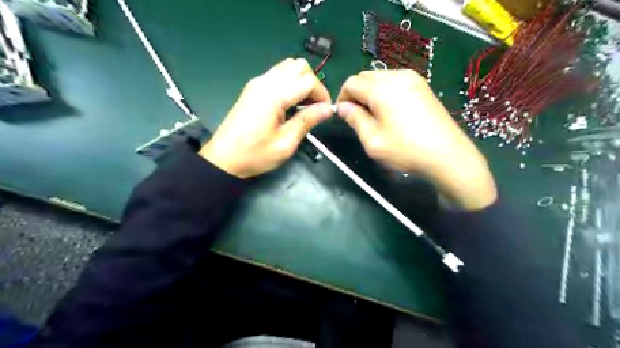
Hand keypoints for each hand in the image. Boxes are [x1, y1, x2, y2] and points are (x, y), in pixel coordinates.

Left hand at [201, 59, 330, 177]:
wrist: (223, 158)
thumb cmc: (255, 155)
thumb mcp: (285, 143)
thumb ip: (307, 121)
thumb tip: (328, 109)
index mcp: (274, 95)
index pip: (308, 81)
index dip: (322, 94)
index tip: (325, 112)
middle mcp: (265, 82)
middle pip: (299, 66)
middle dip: (313, 84)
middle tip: (315, 107)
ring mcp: (257, 83)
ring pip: (288, 67)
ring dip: (301, 82)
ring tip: (304, 105)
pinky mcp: (253, 88)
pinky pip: (278, 74)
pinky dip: (290, 83)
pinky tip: (290, 103)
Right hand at [337, 69, 496, 208]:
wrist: (447, 155)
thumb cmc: (406, 151)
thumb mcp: (373, 140)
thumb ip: (354, 119)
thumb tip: (342, 107)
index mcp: (382, 89)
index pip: (351, 83)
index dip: (342, 97)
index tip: (343, 114)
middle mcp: (397, 76)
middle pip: (365, 76)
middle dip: (356, 93)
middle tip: (358, 116)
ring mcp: (413, 79)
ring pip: (380, 77)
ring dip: (370, 92)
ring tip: (374, 114)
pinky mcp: (422, 85)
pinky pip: (395, 81)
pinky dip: (385, 91)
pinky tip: (390, 110)